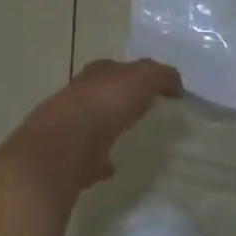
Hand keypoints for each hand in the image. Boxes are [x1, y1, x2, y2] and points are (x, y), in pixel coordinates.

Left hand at [0, 59, 182, 200]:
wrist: (60, 149)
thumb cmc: (103, 106)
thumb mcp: (143, 79)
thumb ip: (161, 77)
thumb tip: (175, 86)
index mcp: (95, 75)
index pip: (116, 68)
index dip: (135, 74)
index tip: (154, 88)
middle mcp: (77, 97)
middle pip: (100, 95)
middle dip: (117, 100)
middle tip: (140, 111)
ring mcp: (66, 128)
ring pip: (90, 125)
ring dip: (105, 130)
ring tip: (127, 140)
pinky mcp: (63, 159)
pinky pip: (86, 158)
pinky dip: (98, 162)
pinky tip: (111, 168)